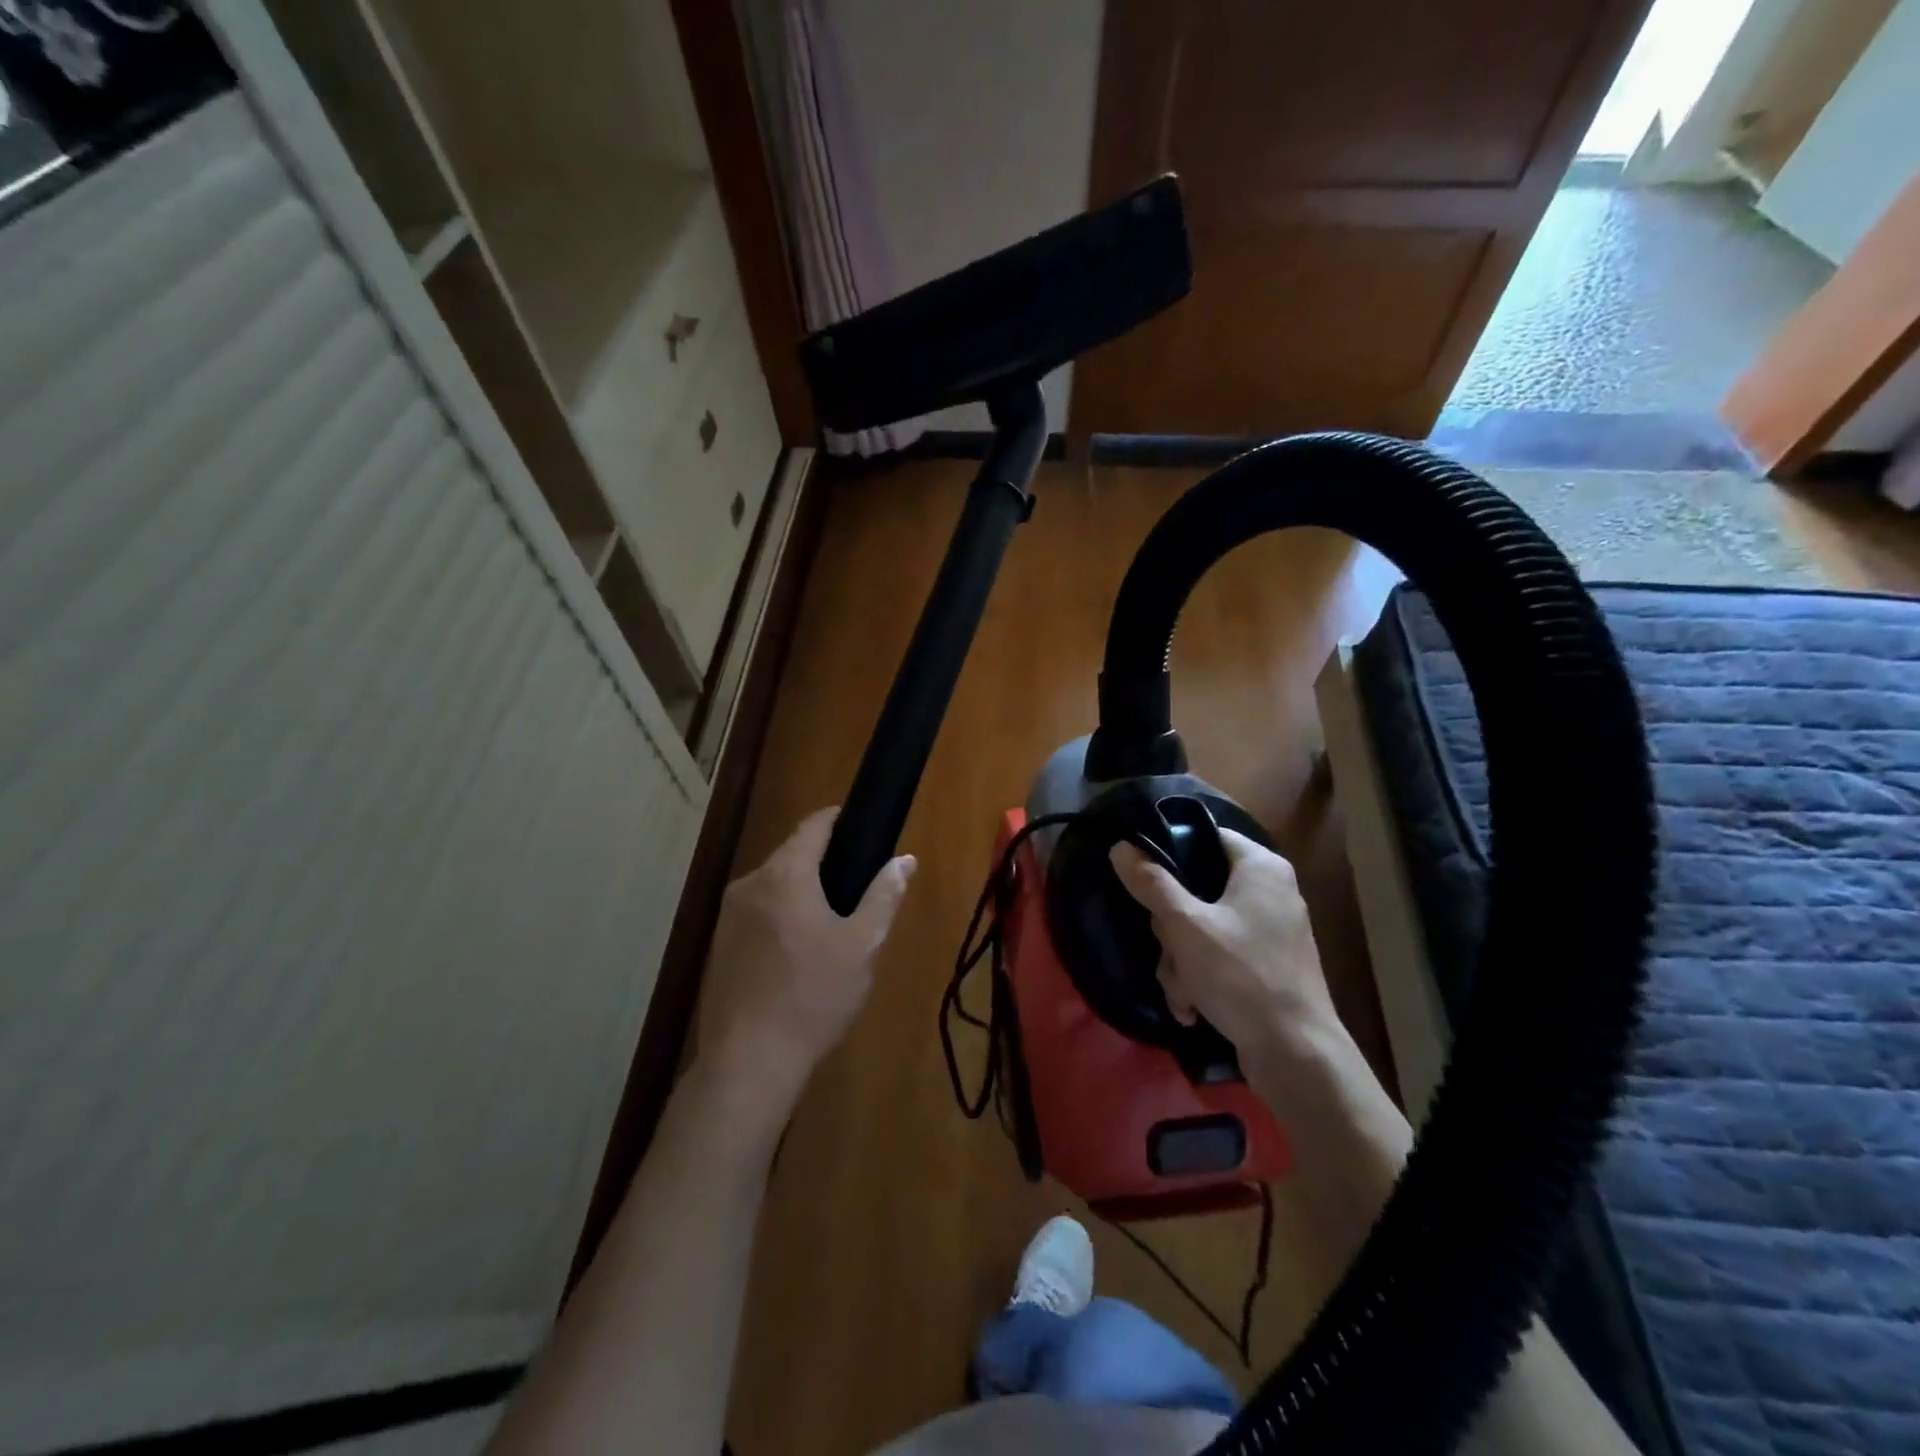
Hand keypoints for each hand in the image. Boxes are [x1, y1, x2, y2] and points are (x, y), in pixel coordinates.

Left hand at [700, 808, 915, 1108]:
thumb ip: (884, 896)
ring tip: (830, 924)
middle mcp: (750, 883)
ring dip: (799, 892)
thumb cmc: (814, 996)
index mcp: (785, 875)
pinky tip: (796, 953)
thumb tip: (904, 860)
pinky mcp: (718, 944)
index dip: (837, 819)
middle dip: (822, 863)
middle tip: (855, 889)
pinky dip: (779, 916)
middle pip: (791, 855)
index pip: (813, 826)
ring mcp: (728, 915)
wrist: (749, 1060)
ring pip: (773, 886)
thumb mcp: (862, 945)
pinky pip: (757, 912)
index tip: (859, 825)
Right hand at [1109, 830, 1336, 1053]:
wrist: (1297, 1055)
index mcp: (1260, 867)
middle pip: (1197, 889)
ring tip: (1182, 992)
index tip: (1144, 880)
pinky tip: (1193, 1008)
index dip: (1170, 852)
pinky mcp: (1267, 965)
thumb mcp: (1186, 926)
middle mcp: (1270, 891)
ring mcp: (1270, 930)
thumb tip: (1121, 846)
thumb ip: (1152, 883)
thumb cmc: (1241, 976)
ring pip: (1202, 928)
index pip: (1205, 836)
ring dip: (1180, 961)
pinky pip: (1220, 956)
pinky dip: (1201, 978)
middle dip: (1171, 930)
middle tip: (1168, 950)